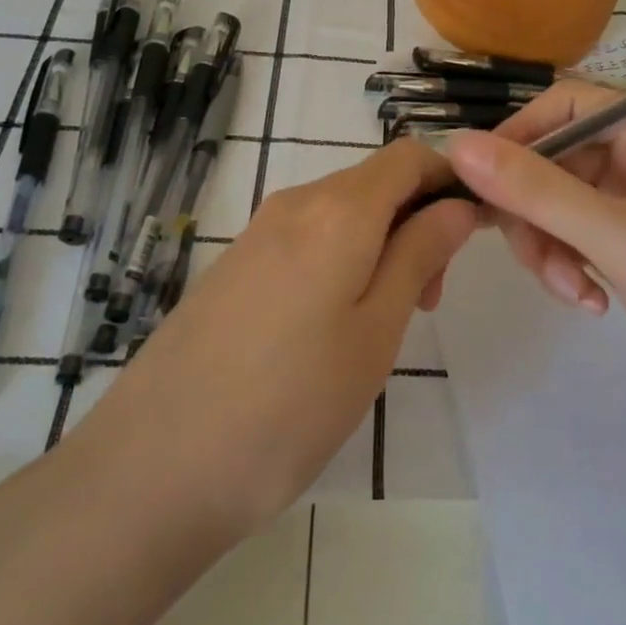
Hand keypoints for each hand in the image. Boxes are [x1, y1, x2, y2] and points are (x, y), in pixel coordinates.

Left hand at [69, 141, 478, 537]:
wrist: (152, 468)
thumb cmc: (289, 404)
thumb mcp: (376, 331)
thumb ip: (420, 254)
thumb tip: (458, 205)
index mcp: (338, 210)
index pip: (409, 156)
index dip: (450, 180)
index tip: (473, 234)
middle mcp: (295, 204)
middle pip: (377, 183)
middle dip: (418, 221)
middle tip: (429, 300)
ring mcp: (258, 233)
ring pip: (344, 213)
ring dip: (382, 245)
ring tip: (385, 323)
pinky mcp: (235, 265)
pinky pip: (307, 239)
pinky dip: (342, 260)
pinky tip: (333, 328)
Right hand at [444, 82, 625, 453]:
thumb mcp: (614, 236)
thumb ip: (534, 189)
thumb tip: (458, 144)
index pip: (568, 105)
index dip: (519, 135)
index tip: (480, 181)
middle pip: (558, 160)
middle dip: (537, 211)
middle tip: (530, 258)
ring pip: (561, 204)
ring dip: (552, 246)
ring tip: (573, 292)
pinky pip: (578, 237)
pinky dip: (571, 266)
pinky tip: (590, 303)